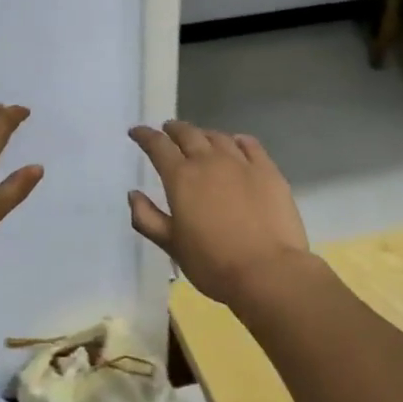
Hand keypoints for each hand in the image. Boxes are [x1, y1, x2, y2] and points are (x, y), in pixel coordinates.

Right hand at [127, 121, 310, 306]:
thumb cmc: (212, 263)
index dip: (144, 135)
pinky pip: (250, 145)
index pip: (157, 146)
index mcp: (181, 177)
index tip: (137, 132)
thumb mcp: (171, 246)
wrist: (268, 272)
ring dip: (203, 134)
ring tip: (199, 139)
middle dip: (173, 130)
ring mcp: (241, 163)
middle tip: (167, 130)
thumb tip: (134, 194)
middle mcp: (209, 161)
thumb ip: (147, 218)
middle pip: (188, 134)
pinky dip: (237, 140)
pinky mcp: (268, 171)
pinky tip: (236, 143)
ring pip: (218, 137)